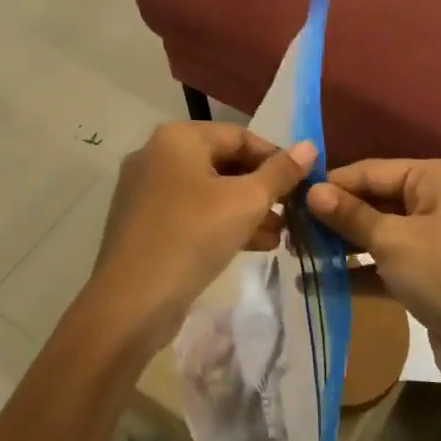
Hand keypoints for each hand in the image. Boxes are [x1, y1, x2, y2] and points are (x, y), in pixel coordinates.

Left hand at [82, 122, 315, 358]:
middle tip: (293, 212)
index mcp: (177, 138)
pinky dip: (221, 222)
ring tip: (281, 234)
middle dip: (262, 188)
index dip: (276, 158)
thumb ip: (280, 172)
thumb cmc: (193, 237)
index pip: (240, 136)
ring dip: (247, 209)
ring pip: (208, 191)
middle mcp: (156, 154)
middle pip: (223, 162)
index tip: (304, 184)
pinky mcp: (143, 223)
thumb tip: (310, 146)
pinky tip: (254, 244)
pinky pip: (191, 212)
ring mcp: (146, 190)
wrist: (130, 304)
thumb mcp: (246, 202)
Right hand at [307, 159, 440, 397]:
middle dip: (334, 217)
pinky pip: (386, 264)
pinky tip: (316, 283)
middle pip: (375, 201)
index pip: (372, 171)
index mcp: (438, 177)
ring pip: (379, 233)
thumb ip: (350, 215)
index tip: (289, 197)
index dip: (332, 185)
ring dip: (341, 245)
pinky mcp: (430, 275)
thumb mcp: (394, 240)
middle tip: (288, 230)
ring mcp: (435, 239)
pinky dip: (358, 272)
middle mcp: (438, 200)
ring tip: (295, 254)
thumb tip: (310, 191)